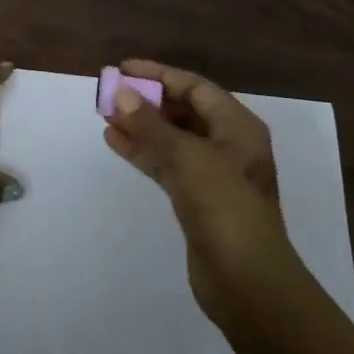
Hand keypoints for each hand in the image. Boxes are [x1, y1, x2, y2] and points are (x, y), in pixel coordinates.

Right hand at [103, 59, 299, 323]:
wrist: (248, 283)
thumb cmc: (225, 207)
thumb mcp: (188, 158)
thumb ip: (152, 125)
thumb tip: (122, 95)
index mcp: (237, 126)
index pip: (194, 87)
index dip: (159, 74)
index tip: (123, 69)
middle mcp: (228, 144)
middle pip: (183, 111)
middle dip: (148, 101)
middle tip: (110, 94)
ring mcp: (214, 175)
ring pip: (172, 139)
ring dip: (141, 126)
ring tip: (105, 115)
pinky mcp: (198, 201)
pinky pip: (167, 164)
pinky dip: (143, 152)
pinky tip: (115, 142)